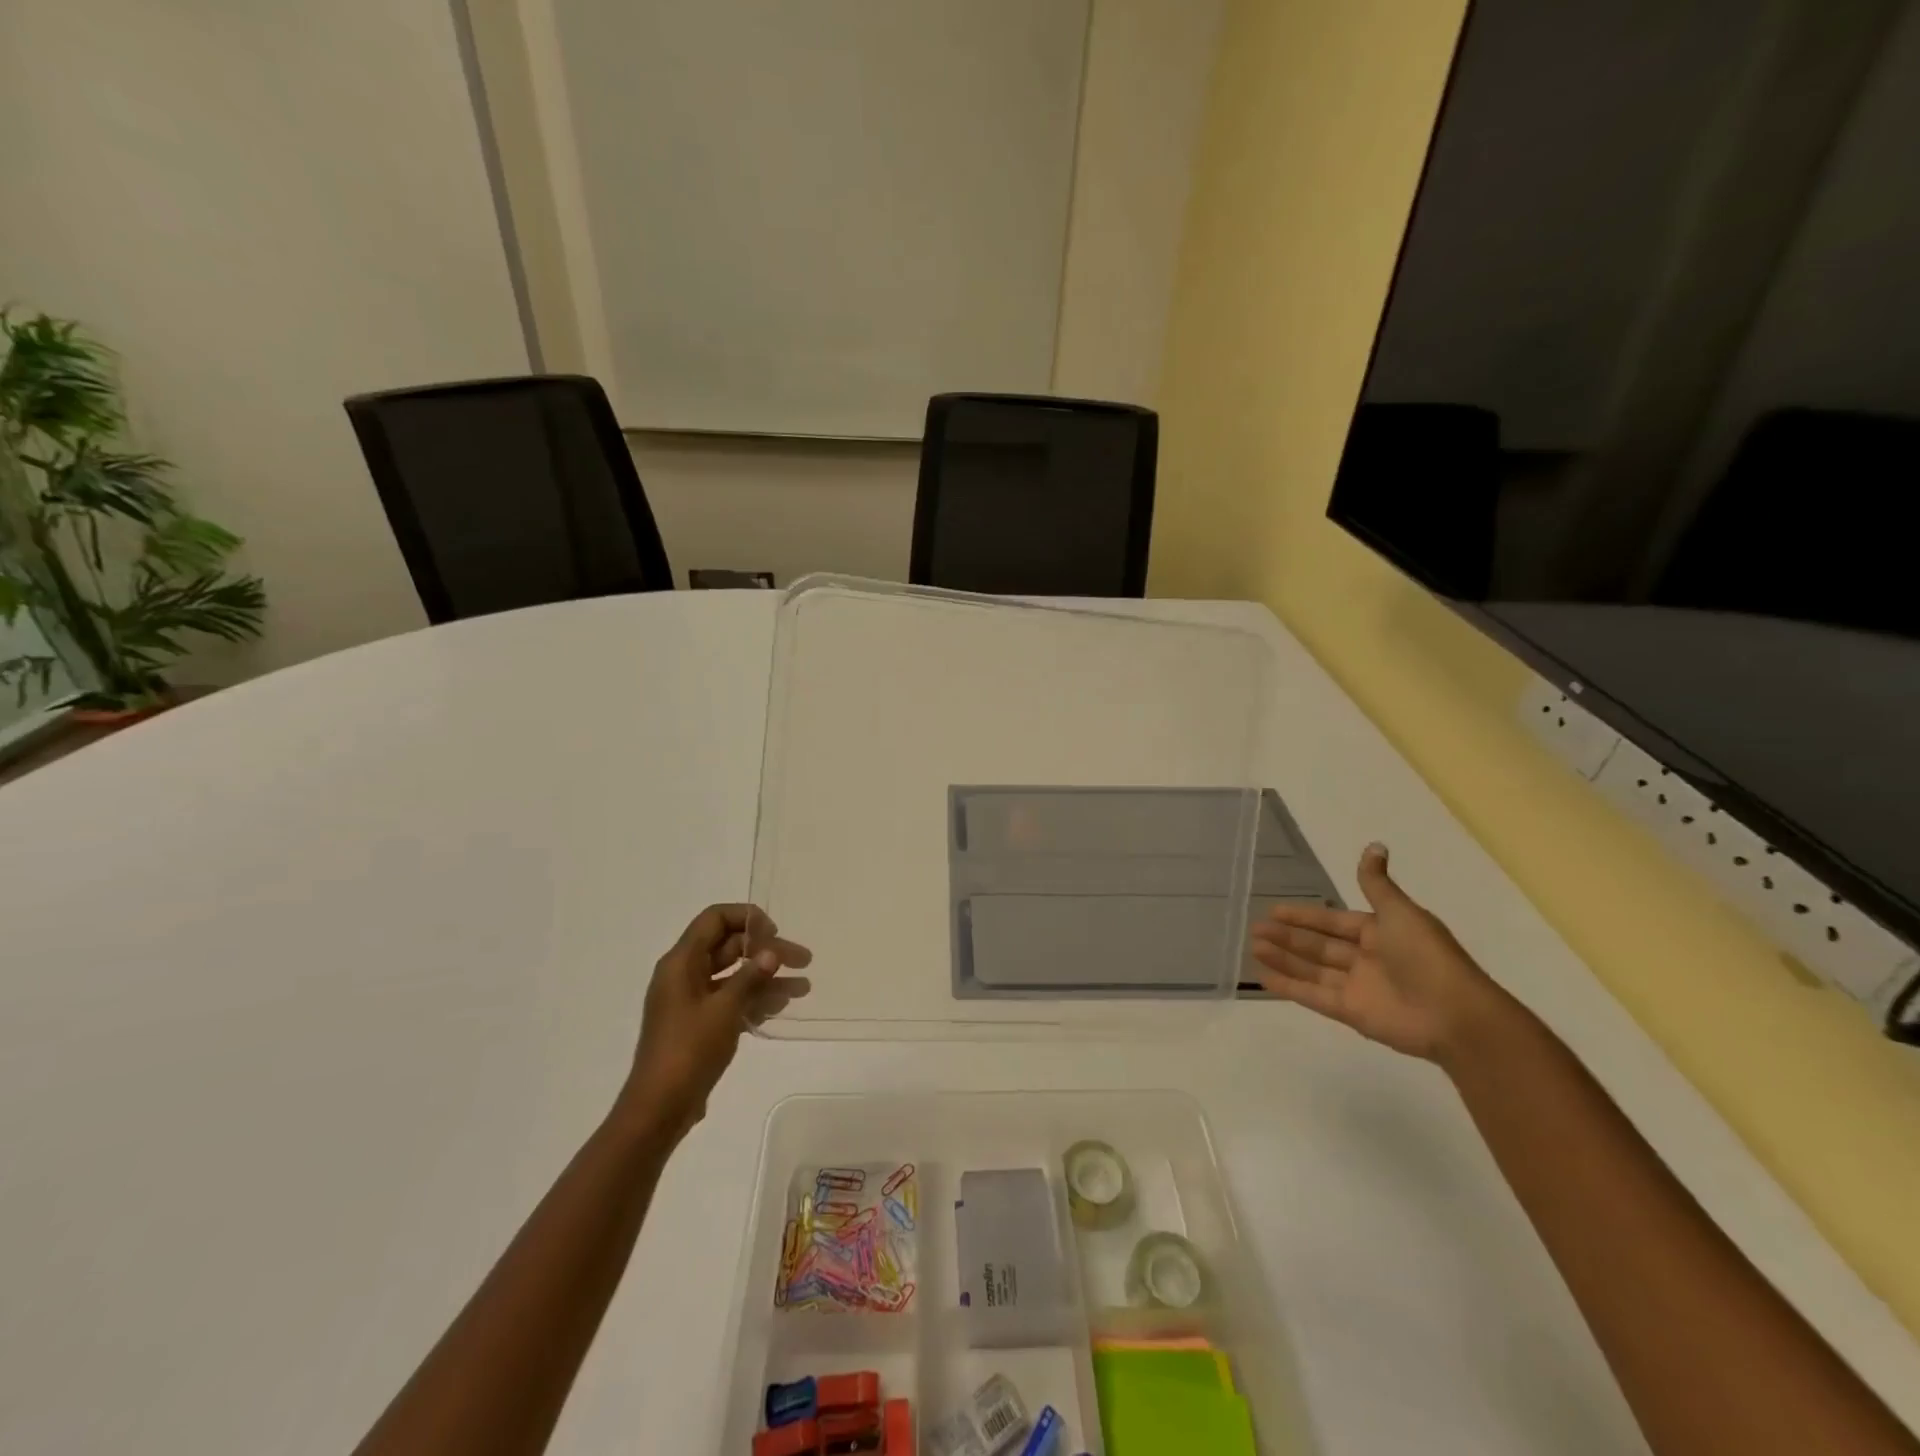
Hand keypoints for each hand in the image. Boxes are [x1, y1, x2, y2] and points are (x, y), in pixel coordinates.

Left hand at [621, 904, 811, 1137]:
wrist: (659, 1108)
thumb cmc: (689, 1050)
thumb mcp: (724, 1009)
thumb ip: (750, 976)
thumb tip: (771, 952)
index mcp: (681, 962)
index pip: (715, 919)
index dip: (746, 918)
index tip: (774, 933)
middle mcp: (685, 974)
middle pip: (730, 946)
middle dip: (767, 950)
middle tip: (803, 960)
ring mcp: (692, 1000)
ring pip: (735, 975)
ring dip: (768, 977)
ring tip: (803, 987)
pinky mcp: (699, 1023)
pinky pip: (731, 999)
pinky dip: (756, 998)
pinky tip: (782, 1006)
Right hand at [1249, 843, 1501, 1060]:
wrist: (1455, 1015)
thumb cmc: (1427, 957)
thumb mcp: (1400, 913)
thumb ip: (1377, 884)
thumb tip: (1374, 845)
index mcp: (1380, 934)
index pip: (1333, 922)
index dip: (1305, 916)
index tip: (1274, 909)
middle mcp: (1366, 959)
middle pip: (1318, 946)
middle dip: (1288, 937)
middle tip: (1255, 928)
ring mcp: (1358, 988)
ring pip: (1312, 970)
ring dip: (1283, 959)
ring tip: (1254, 947)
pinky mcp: (1351, 1013)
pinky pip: (1314, 996)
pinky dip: (1289, 988)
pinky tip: (1263, 978)